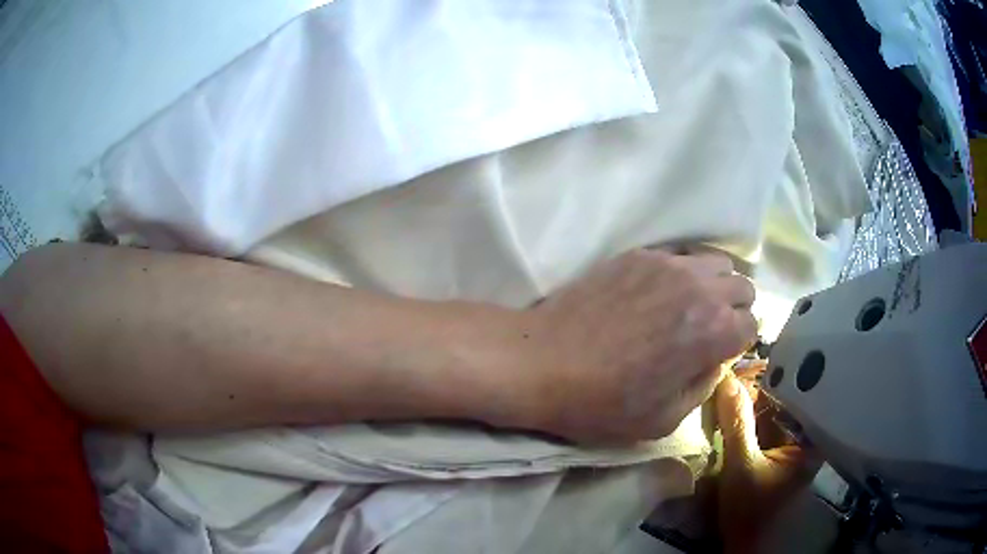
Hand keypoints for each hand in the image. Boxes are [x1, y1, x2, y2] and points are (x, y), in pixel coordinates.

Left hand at [518, 248, 756, 443]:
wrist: (542, 362)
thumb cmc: (602, 402)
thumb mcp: (664, 419)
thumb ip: (703, 386)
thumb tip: (714, 360)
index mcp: (713, 331)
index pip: (752, 325)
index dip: (739, 343)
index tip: (720, 353)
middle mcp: (700, 288)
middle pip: (742, 286)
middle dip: (735, 309)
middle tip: (710, 330)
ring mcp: (668, 264)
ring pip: (716, 261)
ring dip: (714, 283)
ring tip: (690, 306)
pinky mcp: (639, 254)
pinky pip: (680, 254)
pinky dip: (684, 270)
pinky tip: (661, 291)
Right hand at [715, 372, 820, 552]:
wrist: (744, 545)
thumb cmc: (750, 511)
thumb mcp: (742, 468)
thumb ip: (737, 425)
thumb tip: (725, 379)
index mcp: (810, 438)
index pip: (797, 393)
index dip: (772, 374)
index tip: (746, 361)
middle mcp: (805, 435)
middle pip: (783, 399)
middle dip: (757, 386)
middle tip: (731, 369)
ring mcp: (790, 443)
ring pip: (771, 410)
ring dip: (750, 400)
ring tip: (728, 382)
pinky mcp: (775, 450)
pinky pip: (763, 424)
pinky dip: (747, 416)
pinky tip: (731, 405)